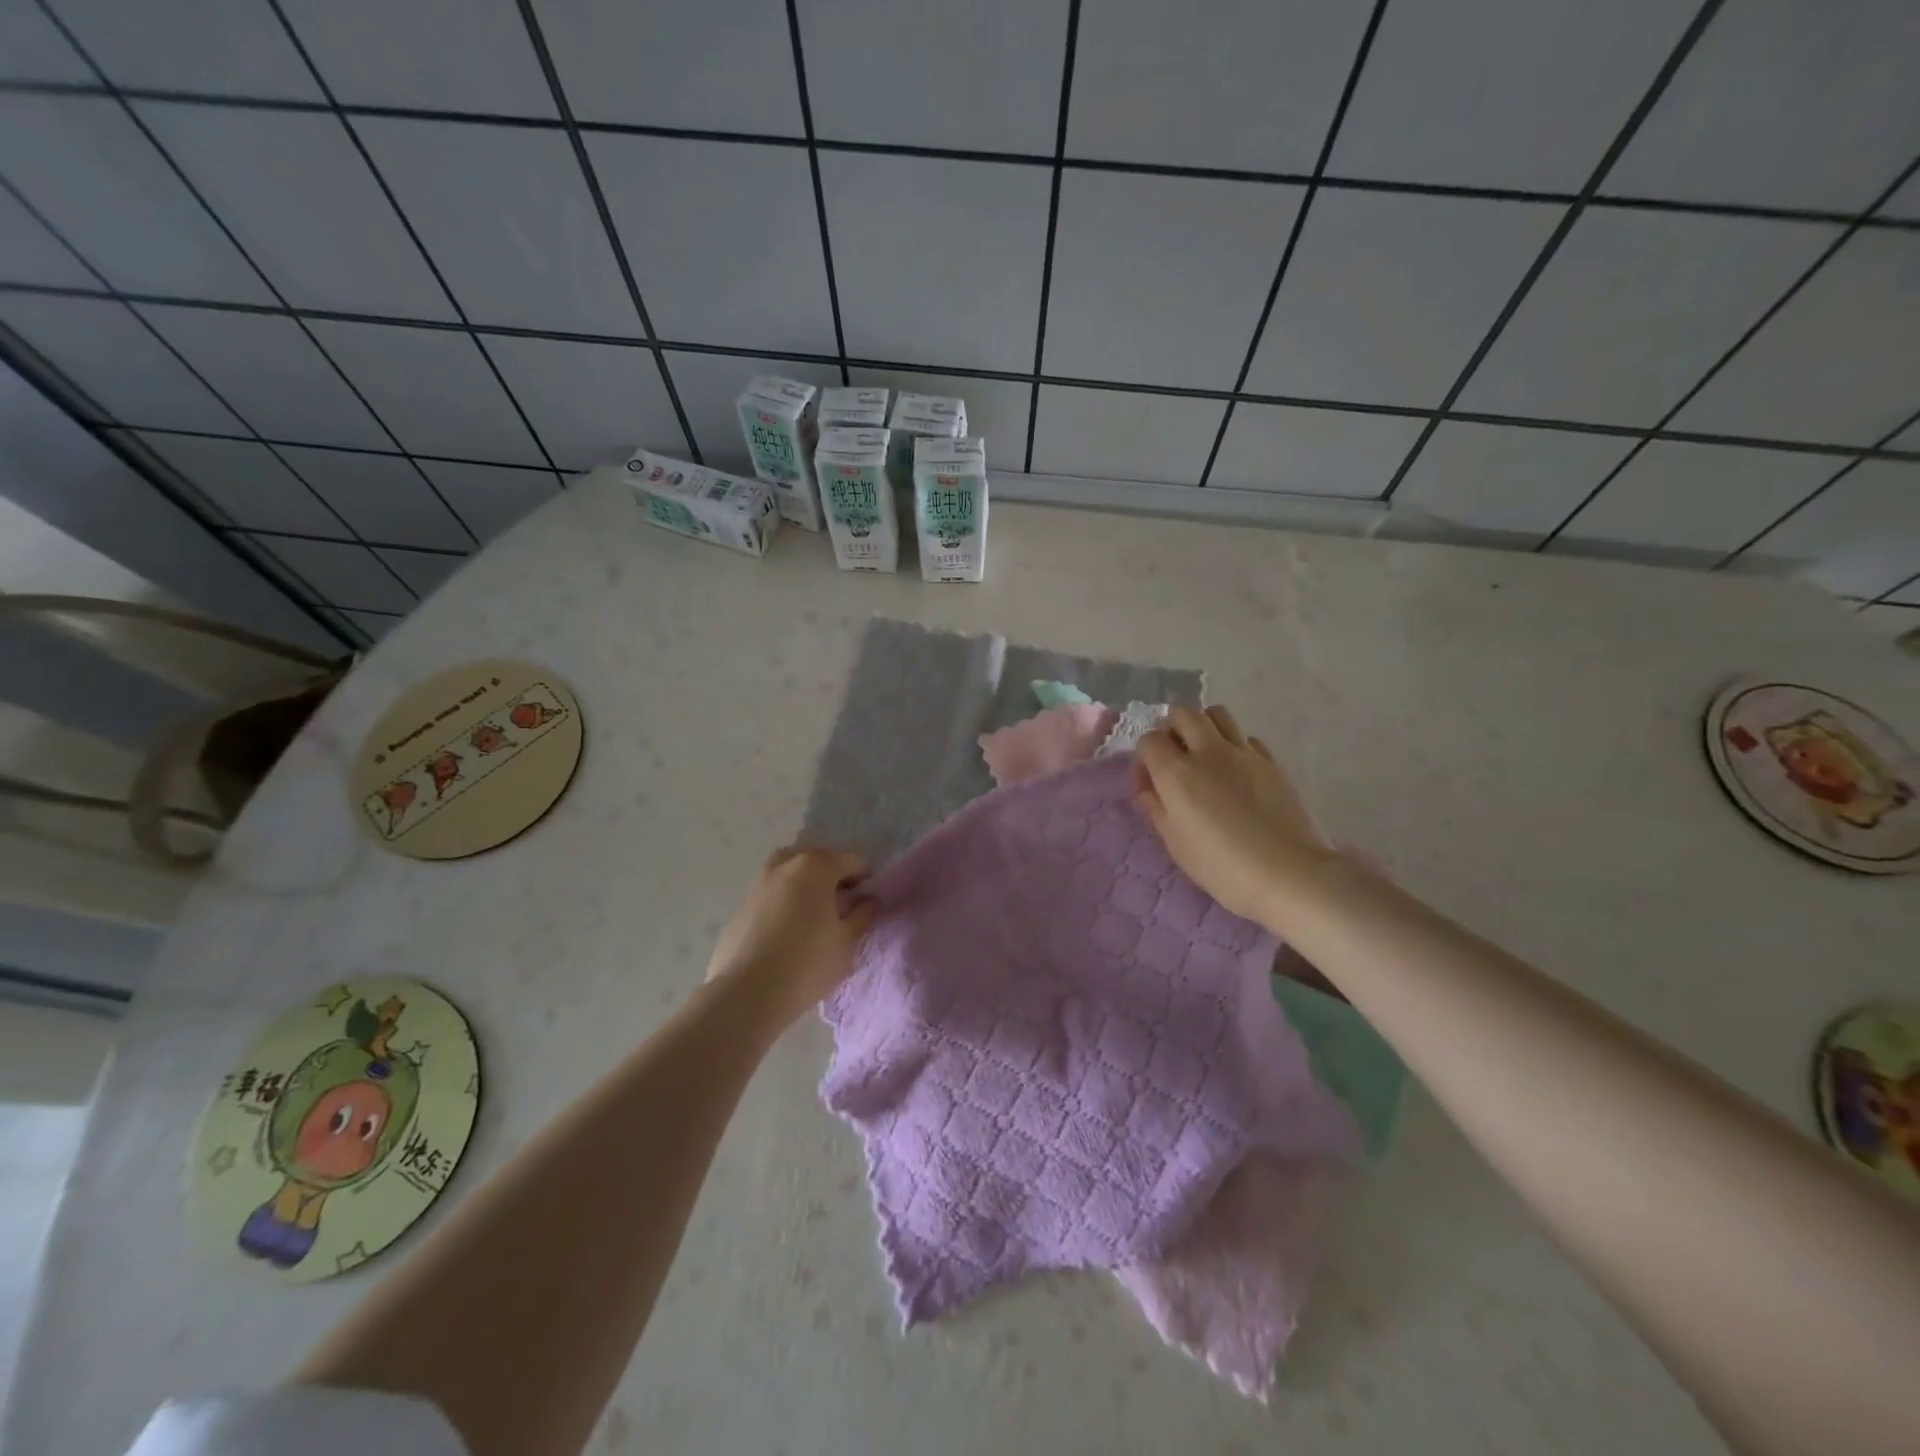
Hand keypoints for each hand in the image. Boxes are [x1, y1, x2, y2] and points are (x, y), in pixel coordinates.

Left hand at [706, 846, 875, 1024]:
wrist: (746, 994)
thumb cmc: (807, 963)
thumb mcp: (847, 941)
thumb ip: (862, 914)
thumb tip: (867, 900)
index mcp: (816, 865)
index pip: (852, 861)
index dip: (865, 880)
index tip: (867, 905)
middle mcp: (785, 864)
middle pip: (818, 859)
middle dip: (833, 877)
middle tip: (840, 908)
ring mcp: (758, 882)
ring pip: (791, 872)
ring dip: (806, 885)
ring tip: (813, 917)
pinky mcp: (741, 904)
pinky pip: (772, 892)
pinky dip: (784, 900)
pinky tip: (787, 931)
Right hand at [1132, 705, 1337, 927]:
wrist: (1289, 874)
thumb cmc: (1221, 867)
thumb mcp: (1175, 844)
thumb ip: (1156, 808)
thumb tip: (1150, 788)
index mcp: (1175, 772)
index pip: (1148, 739)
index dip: (1144, 758)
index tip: (1150, 784)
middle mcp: (1207, 751)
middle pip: (1182, 713)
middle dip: (1172, 728)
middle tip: (1176, 758)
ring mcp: (1243, 752)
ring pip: (1217, 714)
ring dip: (1204, 727)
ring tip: (1205, 755)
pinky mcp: (1271, 761)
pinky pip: (1246, 738)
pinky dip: (1235, 746)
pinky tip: (1238, 773)